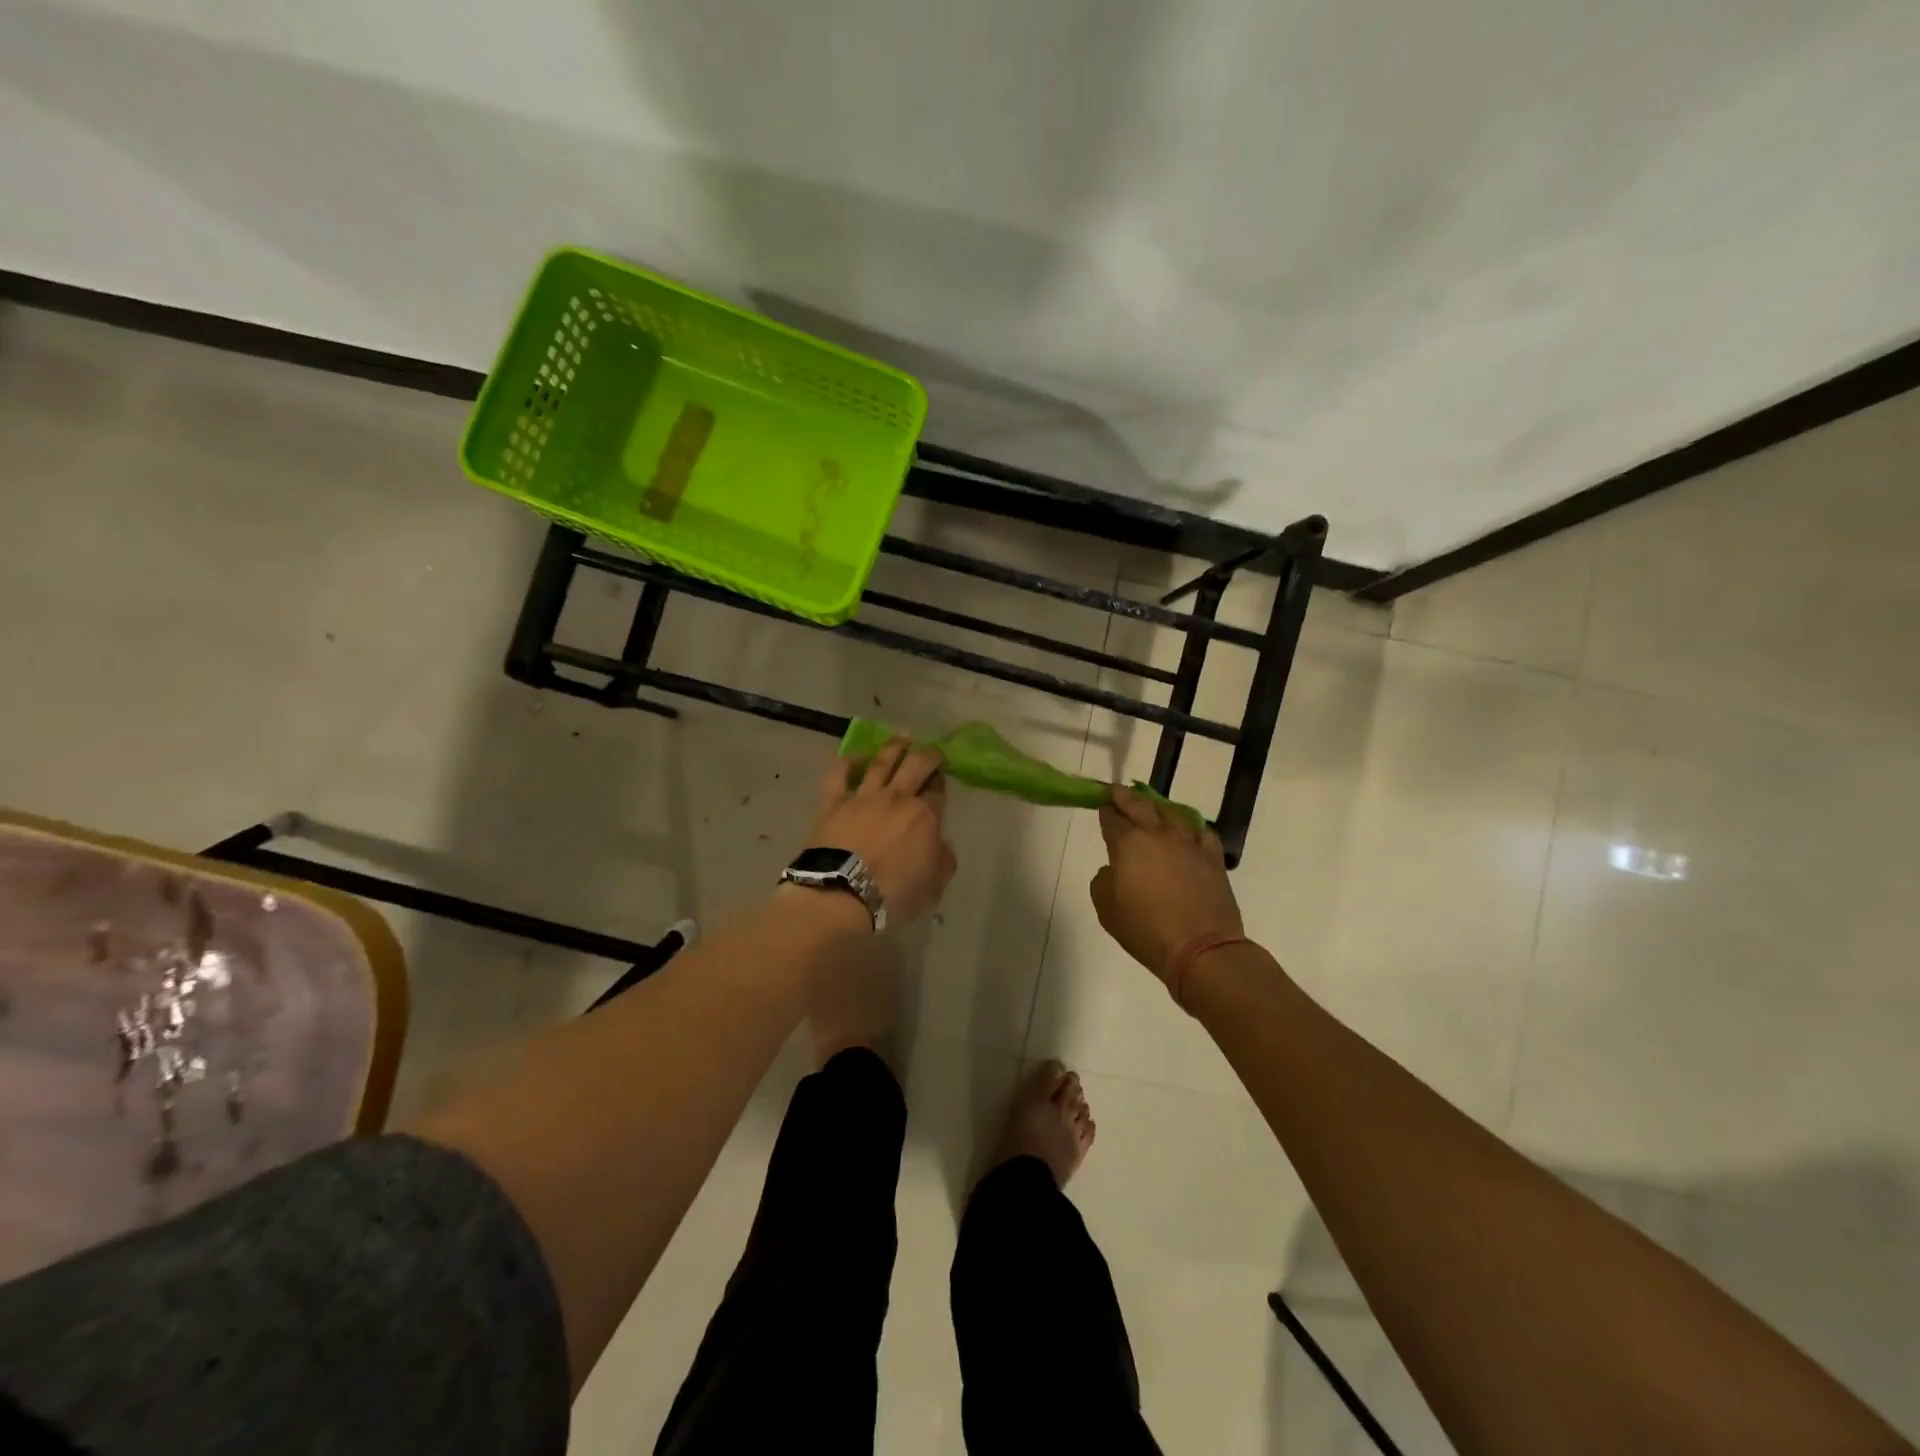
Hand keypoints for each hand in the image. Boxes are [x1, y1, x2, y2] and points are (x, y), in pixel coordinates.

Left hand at [805, 738, 957, 926]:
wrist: (840, 895)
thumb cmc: (893, 894)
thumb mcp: (934, 885)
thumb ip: (942, 858)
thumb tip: (938, 844)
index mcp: (925, 815)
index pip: (937, 792)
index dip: (941, 784)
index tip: (941, 781)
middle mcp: (896, 798)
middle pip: (916, 765)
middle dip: (928, 755)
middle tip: (932, 751)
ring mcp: (863, 797)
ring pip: (881, 762)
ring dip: (894, 747)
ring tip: (902, 737)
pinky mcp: (833, 803)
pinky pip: (838, 776)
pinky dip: (846, 762)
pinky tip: (854, 756)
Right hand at [1090, 785, 1242, 983]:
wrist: (1201, 949)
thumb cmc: (1146, 930)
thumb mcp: (1107, 910)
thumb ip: (1103, 881)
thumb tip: (1113, 870)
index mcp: (1129, 844)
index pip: (1111, 818)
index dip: (1104, 810)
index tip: (1100, 805)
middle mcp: (1158, 835)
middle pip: (1140, 805)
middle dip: (1125, 796)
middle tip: (1117, 792)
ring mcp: (1189, 844)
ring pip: (1172, 813)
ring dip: (1157, 807)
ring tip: (1152, 808)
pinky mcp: (1213, 858)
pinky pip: (1201, 832)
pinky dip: (1191, 828)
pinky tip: (1187, 833)